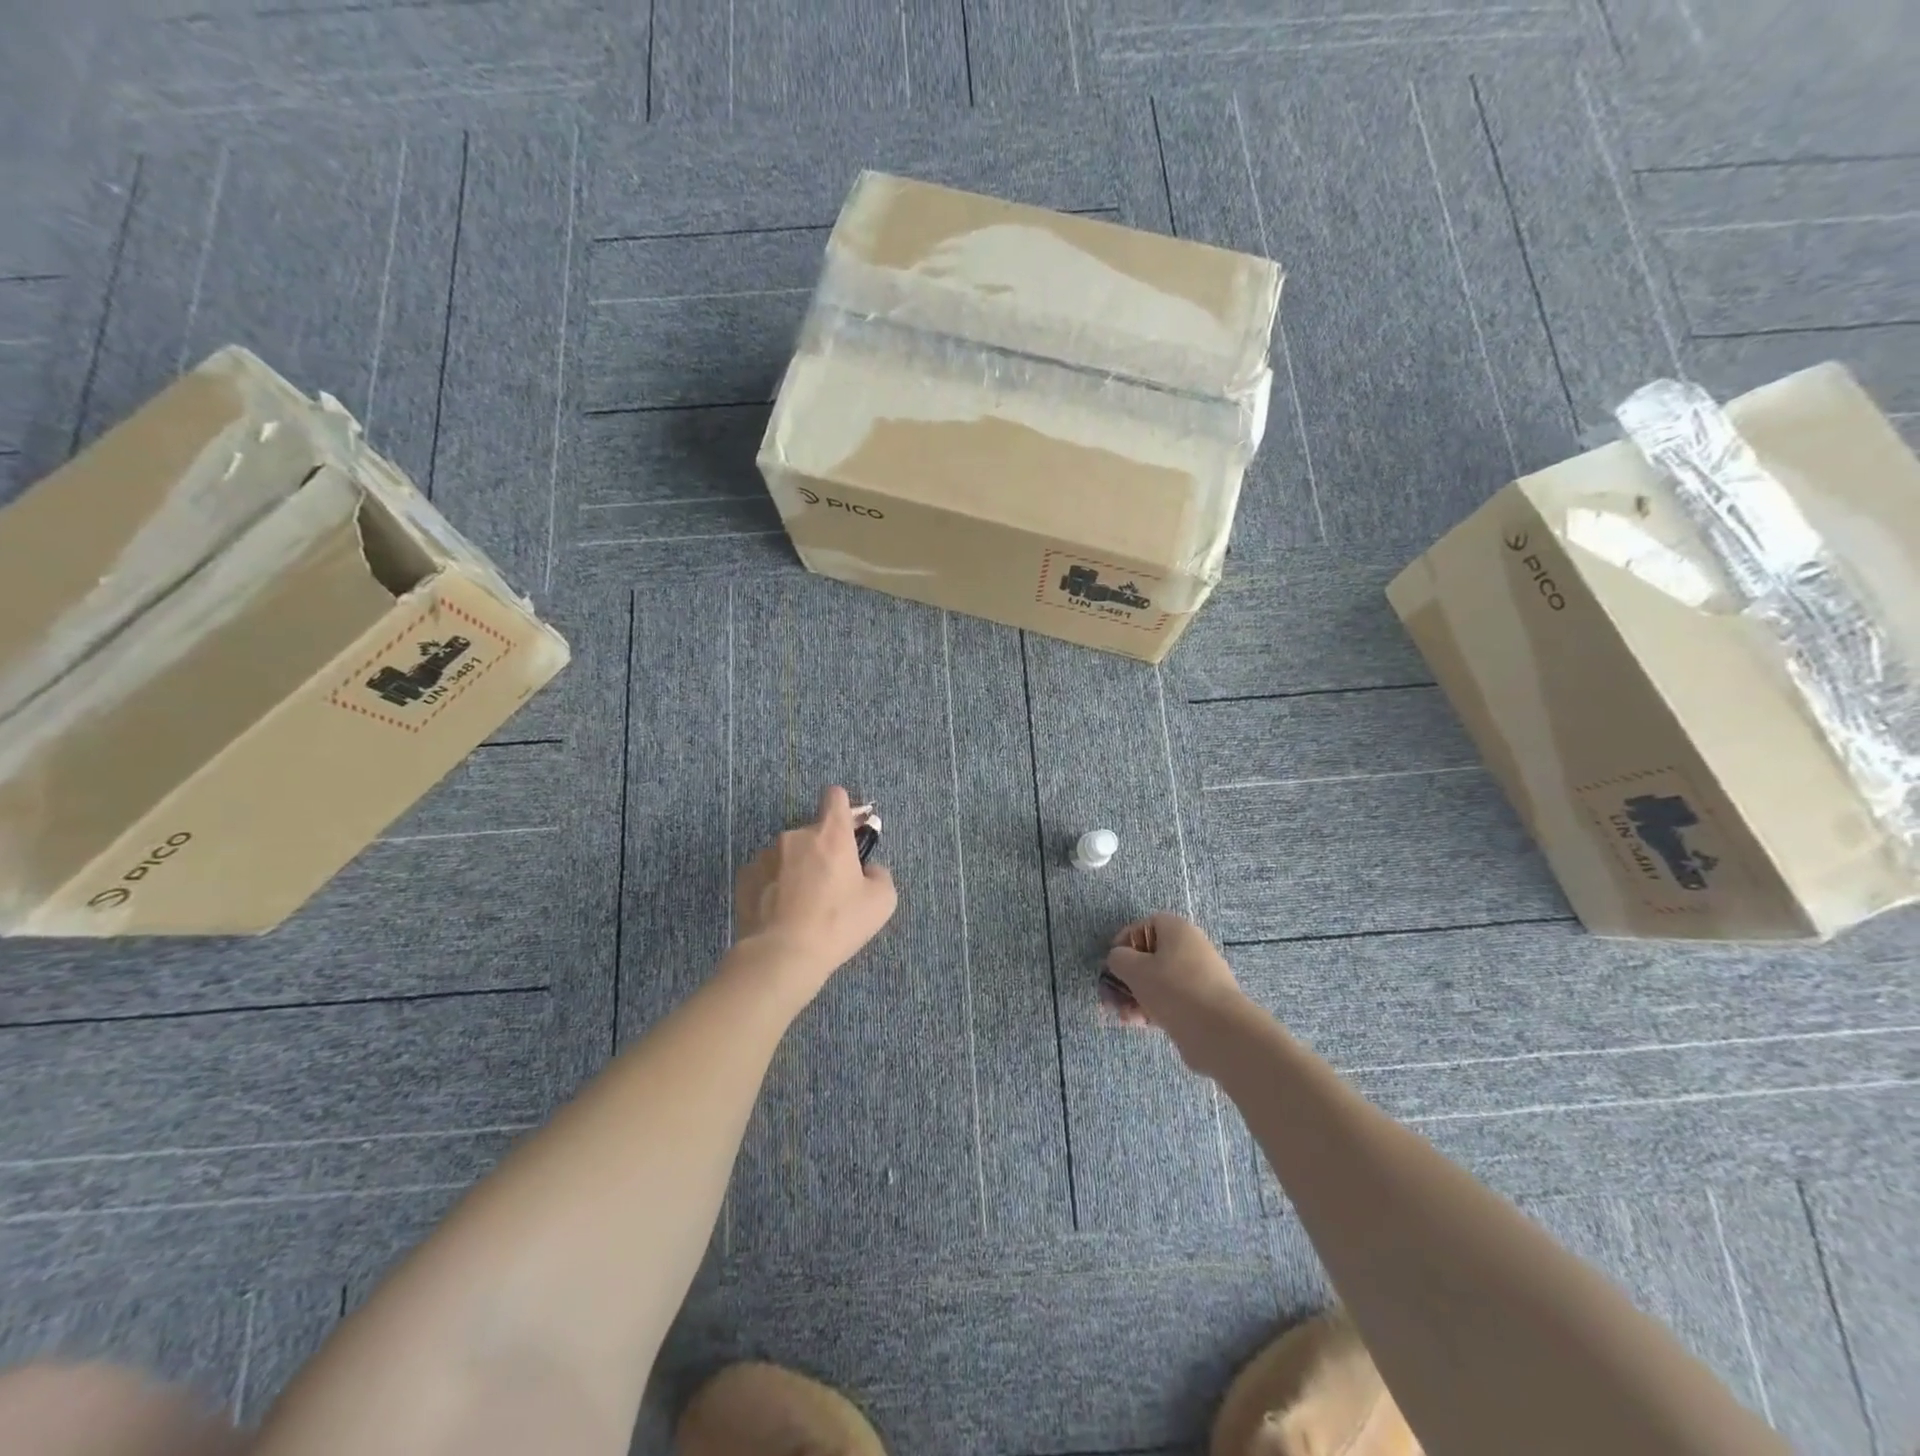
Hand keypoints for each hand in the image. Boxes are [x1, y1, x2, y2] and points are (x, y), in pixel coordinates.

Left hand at [733, 786, 897, 1003]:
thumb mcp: (882, 902)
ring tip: (801, 906)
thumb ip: (880, 874)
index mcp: (831, 834)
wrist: (782, 955)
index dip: (845, 810)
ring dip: (797, 869)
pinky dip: (774, 885)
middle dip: (823, 852)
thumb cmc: (837, 923)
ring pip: (788, 853)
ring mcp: (766, 854)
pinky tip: (780, 913)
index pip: (835, 796)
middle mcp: (796, 835)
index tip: (849, 831)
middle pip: (813, 832)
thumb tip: (868, 870)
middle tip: (829, 887)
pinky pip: (766, 873)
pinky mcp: (745, 876)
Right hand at [1101, 913, 1250, 1069]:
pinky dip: (1154, 1009)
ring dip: (1136, 998)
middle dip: (1127, 979)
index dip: (1124, 943)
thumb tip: (1119, 960)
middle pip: (1150, 958)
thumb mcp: (1135, 969)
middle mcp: (1191, 948)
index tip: (1112, 964)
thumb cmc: (1173, 989)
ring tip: (1125, 1017)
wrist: (1218, 1031)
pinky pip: (1172, 1000)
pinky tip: (1141, 1024)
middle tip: (1111, 999)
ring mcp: (1200, 977)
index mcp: (1178, 930)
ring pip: (1159, 982)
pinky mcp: (1203, 1003)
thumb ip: (1118, 959)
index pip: (1144, 926)